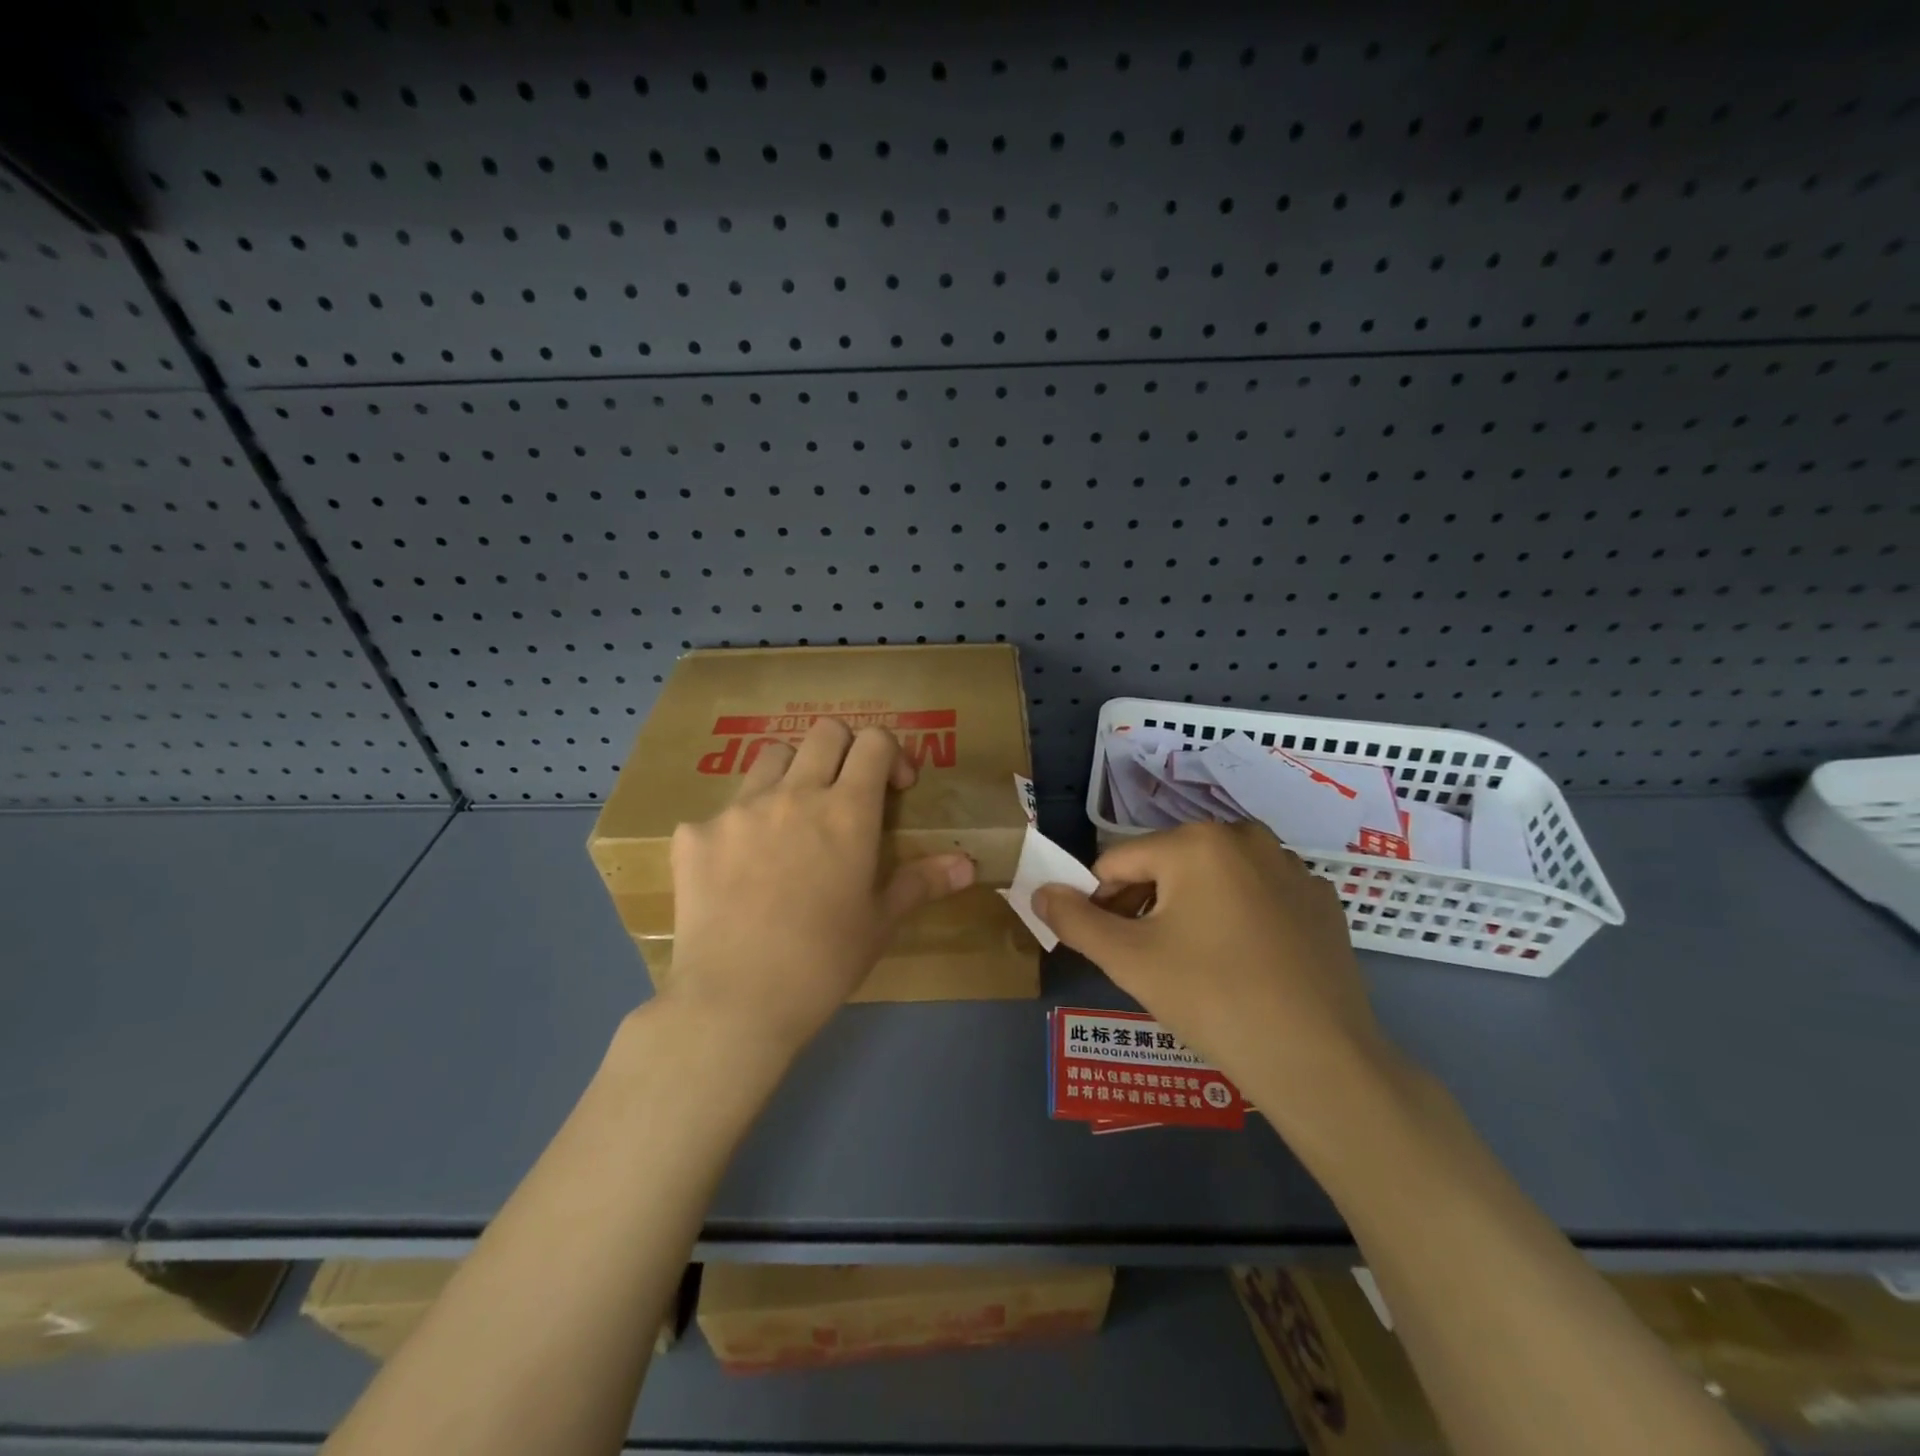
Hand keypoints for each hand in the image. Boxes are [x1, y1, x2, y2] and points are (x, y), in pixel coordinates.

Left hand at [666, 719, 975, 1059]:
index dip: (891, 754)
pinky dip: (738, 827)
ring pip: (771, 756)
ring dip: (791, 774)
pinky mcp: (695, 834)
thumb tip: (968, 865)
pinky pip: (721, 811)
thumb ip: (922, 882)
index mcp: (847, 811)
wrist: (735, 1001)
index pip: (874, 741)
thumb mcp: (880, 922)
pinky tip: (737, 871)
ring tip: (791, 819)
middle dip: (844, 750)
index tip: (894, 788)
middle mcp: (794, 794)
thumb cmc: (823, 961)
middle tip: (845, 793)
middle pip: (824, 732)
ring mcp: (738, 809)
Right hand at [1034, 822, 1399, 1132]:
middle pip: (1166, 864)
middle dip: (1144, 905)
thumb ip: (1075, 919)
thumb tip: (1040, 891)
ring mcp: (1291, 867)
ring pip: (1213, 878)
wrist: (1319, 1060)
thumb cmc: (1212, 999)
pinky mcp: (1320, 900)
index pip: (1117, 862)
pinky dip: (1237, 918)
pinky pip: (1257, 896)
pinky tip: (1244, 964)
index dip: (1098, 902)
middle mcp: (1245, 837)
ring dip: (1188, 910)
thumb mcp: (1129, 960)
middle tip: (1146, 960)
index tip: (1103, 945)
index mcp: (1195, 842)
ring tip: (1192, 964)